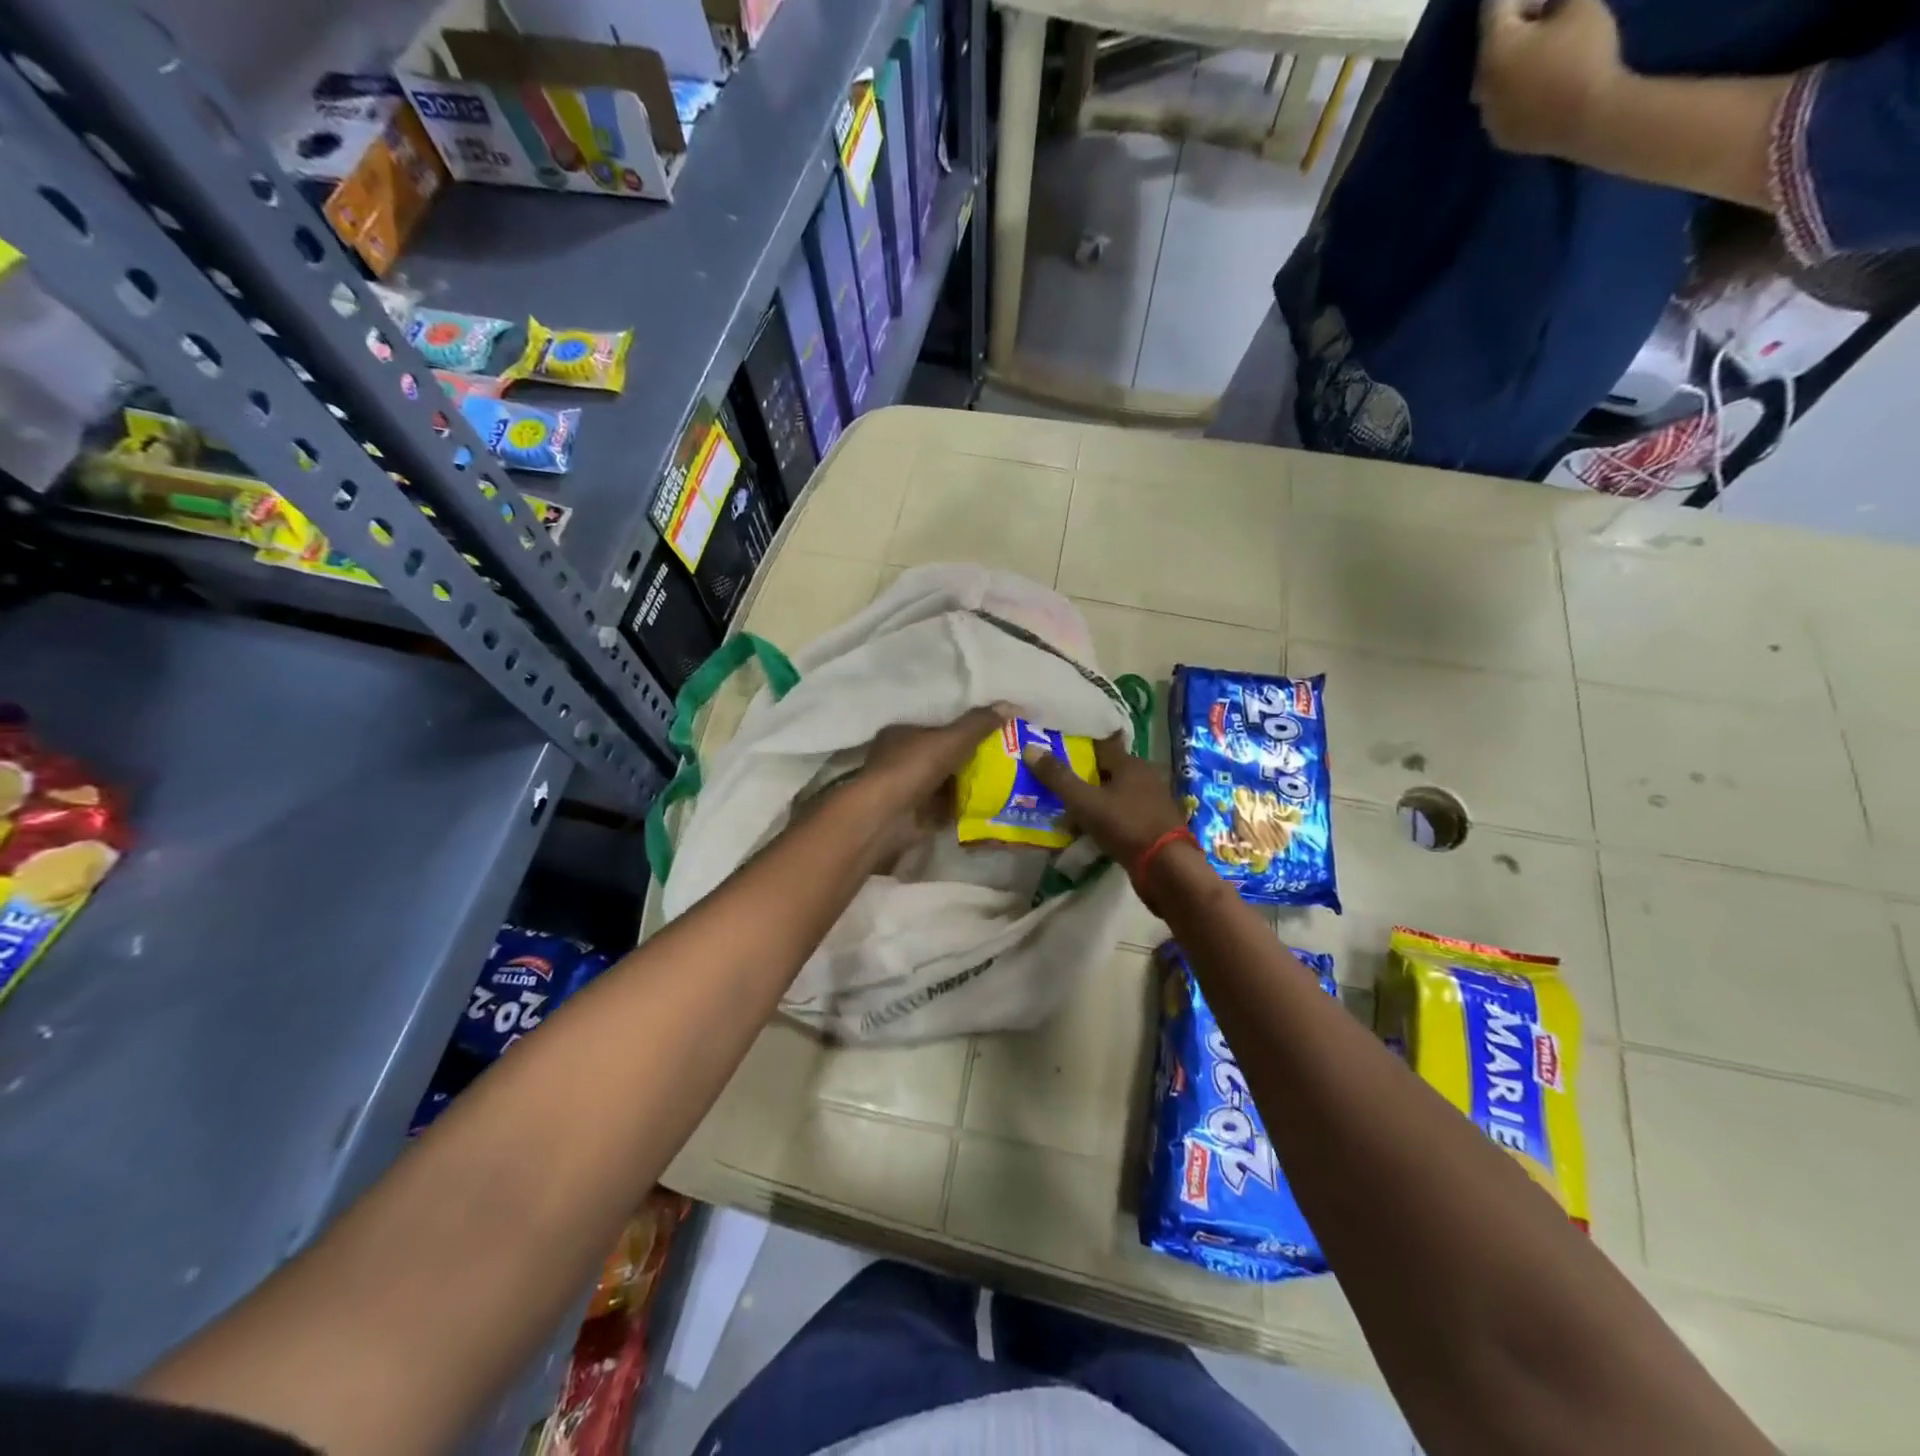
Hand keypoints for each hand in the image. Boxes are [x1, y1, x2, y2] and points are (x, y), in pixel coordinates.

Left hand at [856, 704, 1014, 860]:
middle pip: (942, 757)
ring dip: (968, 785)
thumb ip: (979, 723)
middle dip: (969, 760)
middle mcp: (899, 760)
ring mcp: (905, 790)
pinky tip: (988, 805)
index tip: (991, 735)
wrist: (886, 817)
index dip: (963, 731)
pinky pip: (945, 808)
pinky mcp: (913, 817)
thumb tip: (1013, 705)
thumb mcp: (951, 739)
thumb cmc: (913, 768)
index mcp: (900, 734)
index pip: (936, 728)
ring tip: (1003, 782)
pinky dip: (962, 807)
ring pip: (944, 783)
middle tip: (1003, 760)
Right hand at [1020, 734, 1188, 867]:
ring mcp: (1154, 801)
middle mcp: (1146, 776)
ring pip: (1118, 793)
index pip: (1101, 745)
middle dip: (1086, 776)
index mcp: (1131, 763)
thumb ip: (1058, 777)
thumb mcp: (1085, 802)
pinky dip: (1109, 817)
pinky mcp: (1156, 824)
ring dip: (1098, 799)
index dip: (1079, 747)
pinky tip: (1093, 829)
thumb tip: (1030, 748)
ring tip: (1071, 809)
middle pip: (1110, 770)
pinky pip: (1125, 813)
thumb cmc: (1125, 825)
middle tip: (1059, 783)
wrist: (1166, 867)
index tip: (1058, 750)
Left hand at [1475, 0, 1630, 164]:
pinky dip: (1517, 86)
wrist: (1586, 117)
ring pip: (1495, 77)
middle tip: (1547, 11)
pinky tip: (1542, 80)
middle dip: (1517, 24)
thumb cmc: (1582, 54)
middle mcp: (1479, 87)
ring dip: (1515, 58)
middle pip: (1492, 45)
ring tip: (1546, 47)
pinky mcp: (1499, 135)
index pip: (1493, 9)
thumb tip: (1546, 1)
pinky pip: (1503, 102)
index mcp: (1492, 51)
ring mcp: (1486, 116)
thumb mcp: (1579, 4)